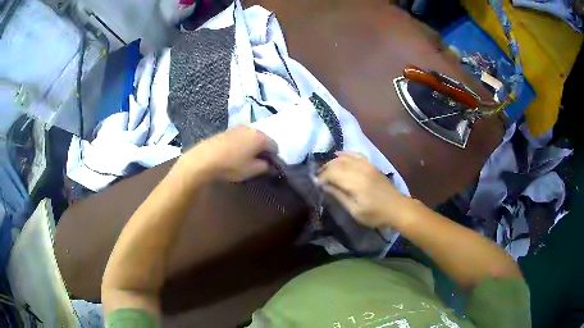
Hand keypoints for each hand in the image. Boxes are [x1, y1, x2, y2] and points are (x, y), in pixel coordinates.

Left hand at [180, 126, 276, 181]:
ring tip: (245, 157)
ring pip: (251, 136)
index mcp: (261, 137)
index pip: (275, 146)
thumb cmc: (232, 165)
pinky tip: (235, 153)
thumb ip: (265, 166)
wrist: (205, 159)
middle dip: (263, 149)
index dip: (274, 157)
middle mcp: (252, 128)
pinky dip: (242, 143)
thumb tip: (268, 163)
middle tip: (257, 162)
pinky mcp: (227, 130)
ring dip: (252, 145)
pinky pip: (241, 136)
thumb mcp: (252, 170)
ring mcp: (238, 127)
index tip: (269, 165)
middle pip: (263, 138)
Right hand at [318, 152, 409, 227]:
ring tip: (326, 170)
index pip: (332, 173)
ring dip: (333, 162)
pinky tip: (338, 155)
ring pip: (345, 157)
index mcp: (355, 182)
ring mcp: (367, 165)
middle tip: (319, 178)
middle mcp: (360, 169)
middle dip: (325, 169)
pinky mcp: (371, 165)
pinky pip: (355, 154)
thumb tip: (324, 185)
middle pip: (337, 163)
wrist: (397, 208)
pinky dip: (345, 154)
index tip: (316, 184)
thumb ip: (339, 196)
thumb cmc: (375, 214)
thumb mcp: (355, 211)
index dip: (322, 177)